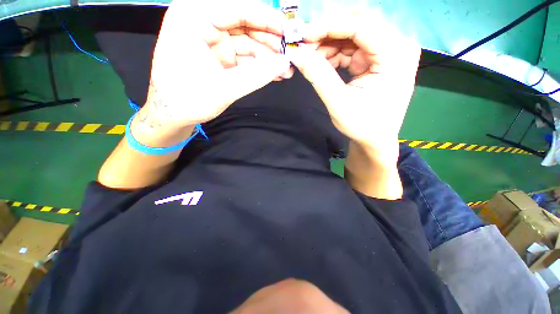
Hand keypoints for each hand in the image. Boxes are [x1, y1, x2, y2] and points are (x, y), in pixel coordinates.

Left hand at [138, 0, 291, 128]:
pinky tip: (274, 73)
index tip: (288, 31)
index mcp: (193, 17)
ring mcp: (212, 40)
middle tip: (290, 55)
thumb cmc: (188, 100)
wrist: (173, 116)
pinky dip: (259, 65)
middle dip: (269, 41)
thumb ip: (257, 75)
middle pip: (244, 24)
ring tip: (286, 70)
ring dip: (267, 57)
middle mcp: (202, 22)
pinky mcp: (219, 56)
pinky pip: (244, 56)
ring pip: (247, 42)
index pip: (237, 8)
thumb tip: (285, 64)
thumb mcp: (224, 87)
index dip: (266, 19)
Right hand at [289, 11, 420, 154]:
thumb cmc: (362, 125)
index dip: (328, 26)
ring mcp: (390, 51)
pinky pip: (355, 47)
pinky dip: (336, 53)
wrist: (375, 140)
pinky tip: (324, 64)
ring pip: (355, 34)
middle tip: (305, 46)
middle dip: (328, 33)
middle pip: (359, 24)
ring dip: (330, 44)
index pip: (361, 25)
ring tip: (312, 59)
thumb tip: (296, 53)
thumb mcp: (338, 103)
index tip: (303, 35)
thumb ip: (318, 76)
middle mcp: (398, 46)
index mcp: (396, 55)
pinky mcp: (380, 59)